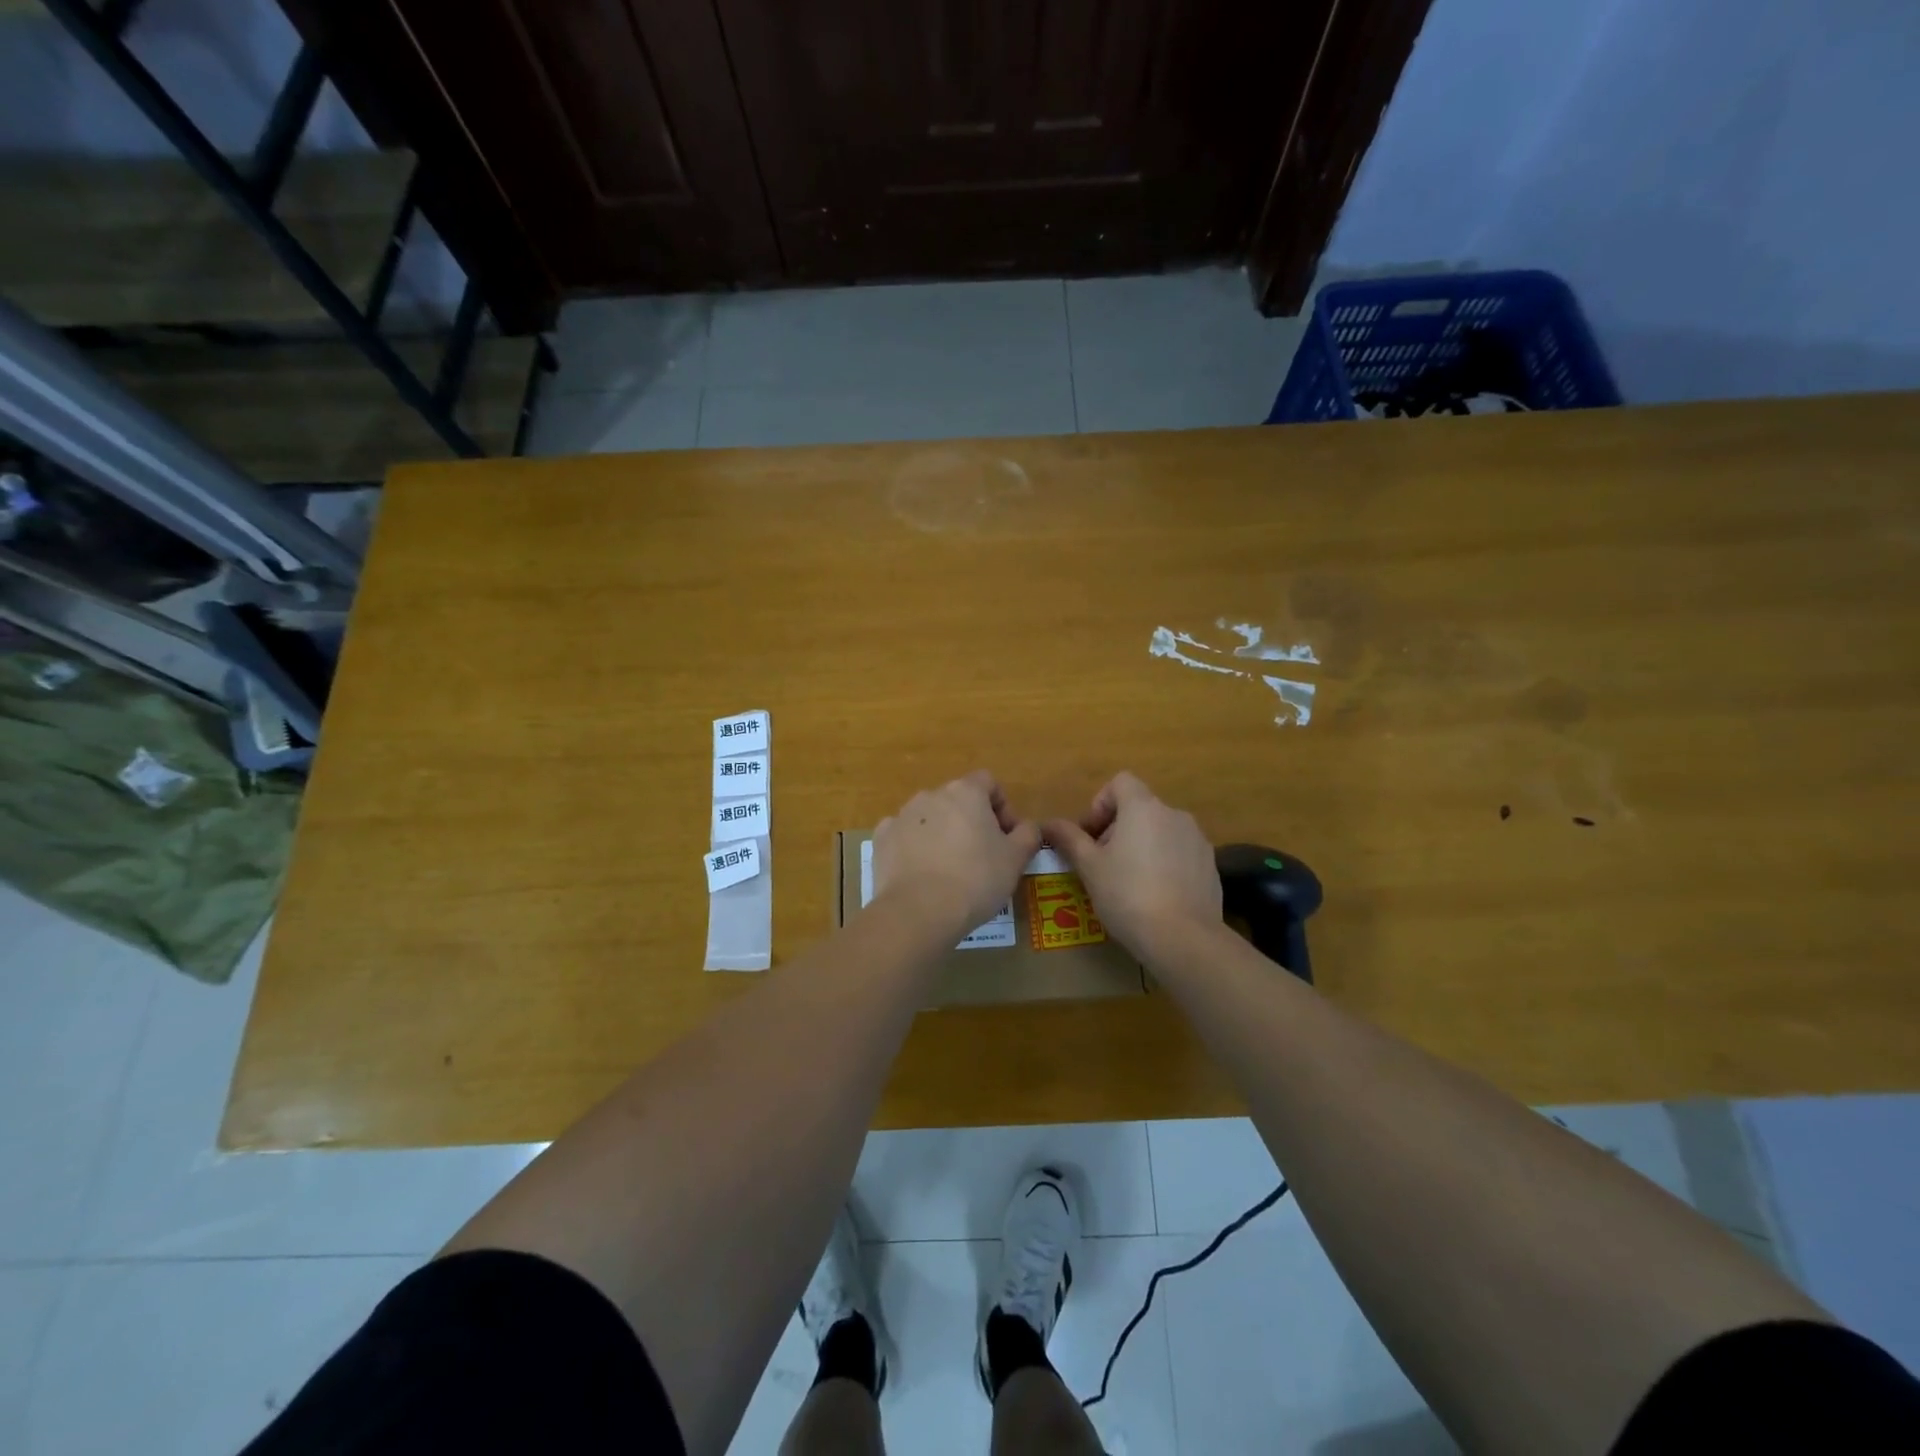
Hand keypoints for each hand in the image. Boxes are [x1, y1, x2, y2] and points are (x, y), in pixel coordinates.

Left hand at [873, 772, 1042, 937]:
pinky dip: (914, 848)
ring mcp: (902, 815)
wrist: (919, 911)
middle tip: (982, 856)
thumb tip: (1028, 827)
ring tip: (950, 869)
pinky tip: (922, 874)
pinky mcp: (882, 839)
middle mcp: (931, 795)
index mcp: (965, 792)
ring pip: (930, 818)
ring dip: (942, 834)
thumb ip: (1028, 835)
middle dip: (972, 822)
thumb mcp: (1016, 859)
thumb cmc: (976, 880)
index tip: (1008, 837)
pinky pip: (904, 836)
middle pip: (958, 800)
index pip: (989, 782)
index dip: (1003, 807)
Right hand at [1043, 772, 1220, 951]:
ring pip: (1161, 832)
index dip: (1101, 803)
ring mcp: (1197, 840)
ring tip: (1129, 882)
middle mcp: (1174, 815)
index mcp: (1143, 808)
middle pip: (1140, 808)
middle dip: (1118, 829)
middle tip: (1102, 863)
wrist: (1183, 938)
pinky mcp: (1210, 865)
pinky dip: (1165, 864)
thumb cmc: (1127, 894)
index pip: (1121, 782)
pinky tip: (1156, 896)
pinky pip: (1180, 853)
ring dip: (1142, 846)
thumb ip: (1069, 839)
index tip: (1091, 835)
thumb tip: (1048, 823)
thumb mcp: (1089, 867)